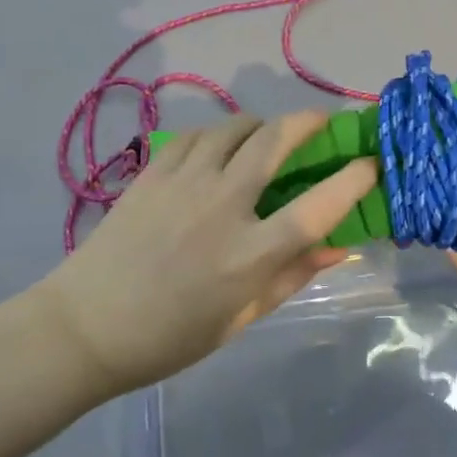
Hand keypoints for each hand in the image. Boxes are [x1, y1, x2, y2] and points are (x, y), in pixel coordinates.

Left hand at [36, 113, 378, 393]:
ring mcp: (184, 182)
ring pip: (234, 127)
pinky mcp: (153, 172)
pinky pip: (196, 134)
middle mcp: (222, 206)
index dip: (352, 180)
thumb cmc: (168, 336)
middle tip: (323, 120)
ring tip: (265, 137)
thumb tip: (338, 247)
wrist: (85, 325)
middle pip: (275, 141)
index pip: (316, 207)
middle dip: (308, 121)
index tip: (371, 162)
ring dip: (260, 125)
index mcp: (248, 255)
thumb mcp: (238, 318)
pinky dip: (217, 134)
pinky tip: (218, 149)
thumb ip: (290, 277)